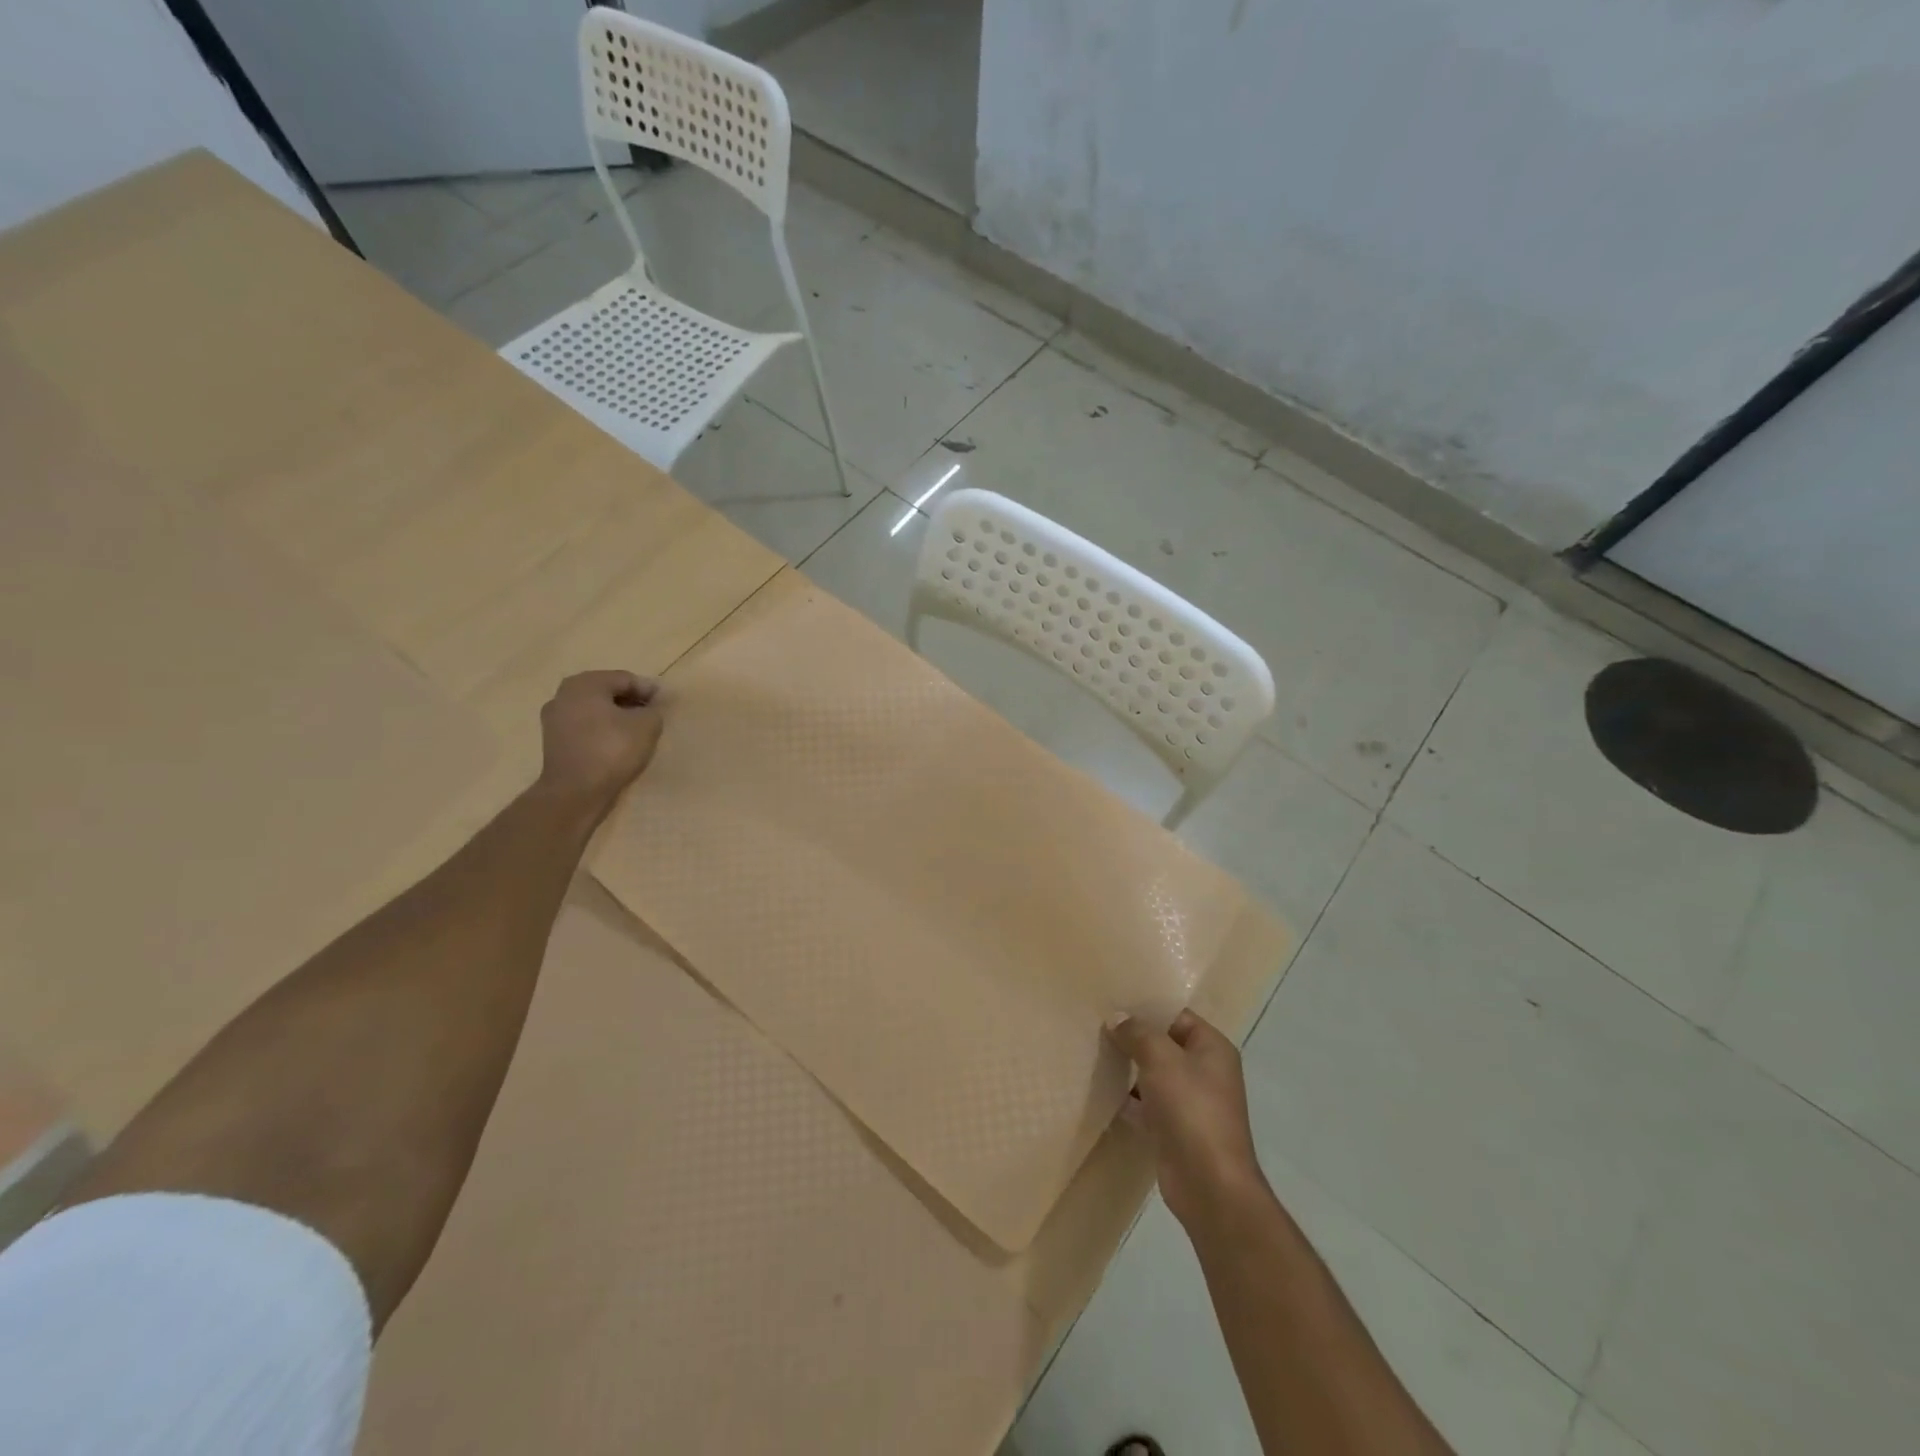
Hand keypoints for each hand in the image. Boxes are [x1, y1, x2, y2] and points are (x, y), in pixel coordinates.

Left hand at [536, 670, 663, 818]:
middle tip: (652, 716)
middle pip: (607, 692)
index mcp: (585, 683)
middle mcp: (564, 694)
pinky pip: (584, 727)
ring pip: (594, 710)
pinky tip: (616, 744)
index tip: (665, 705)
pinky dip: (601, 731)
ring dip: (615, 717)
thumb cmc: (612, 749)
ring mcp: (554, 718)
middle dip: (631, 702)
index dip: (649, 690)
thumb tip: (651, 706)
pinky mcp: (553, 741)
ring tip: (636, 732)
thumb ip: (653, 709)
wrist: (575, 791)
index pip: (625, 679)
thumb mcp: (647, 725)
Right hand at [1107, 1009, 1268, 1231]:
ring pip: (1153, 1075)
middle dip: (1133, 1038)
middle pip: (1164, 1045)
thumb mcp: (1161, 1059)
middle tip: (1095, 1025)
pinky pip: (1147, 1105)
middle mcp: (1205, 1072)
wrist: (1209, 1185)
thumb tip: (1117, 1017)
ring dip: (1128, 1069)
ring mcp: (1191, 1103)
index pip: (1177, 1016)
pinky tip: (1101, 1091)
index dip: (1147, 1008)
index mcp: (1212, 1048)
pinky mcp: (1174, 1130)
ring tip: (1092, 1052)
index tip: (1112, 1002)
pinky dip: (1128, 1099)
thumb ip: (1138, 1033)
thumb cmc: (1191, 1109)